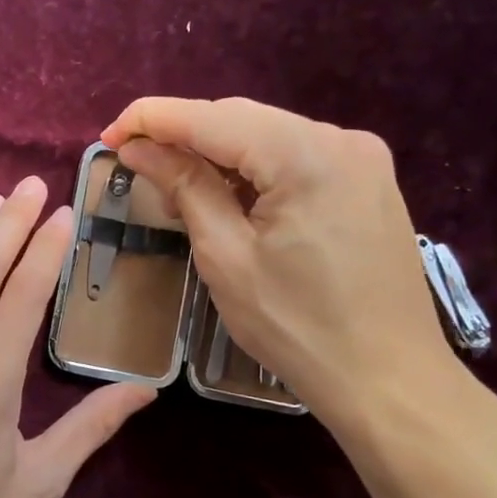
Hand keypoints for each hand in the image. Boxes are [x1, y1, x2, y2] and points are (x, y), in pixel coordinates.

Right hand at [102, 97, 462, 433]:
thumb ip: (183, 187)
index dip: (150, 120)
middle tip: (134, 166)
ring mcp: (360, 158)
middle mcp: (340, 139)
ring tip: (176, 192)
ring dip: (214, 154)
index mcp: (306, 155)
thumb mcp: (225, 256)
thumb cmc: (297, 327)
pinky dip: (250, 169)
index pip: (210, 117)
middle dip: (181, 135)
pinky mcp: (365, 180)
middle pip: (239, 119)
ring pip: (264, 135)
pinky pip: (292, 156)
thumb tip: (137, 148)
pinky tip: (226, 197)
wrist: (389, 380)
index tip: (107, 138)